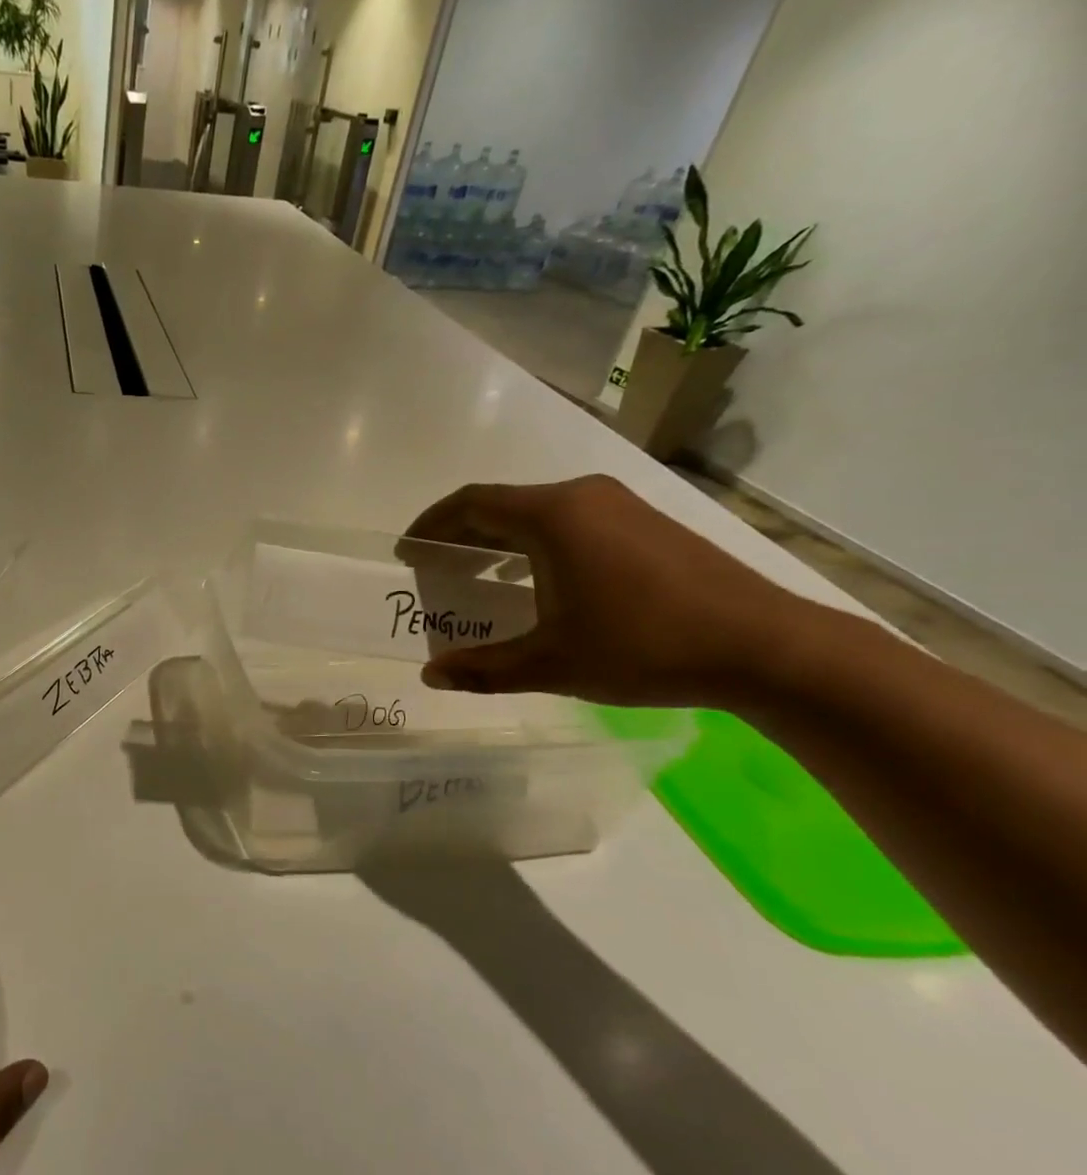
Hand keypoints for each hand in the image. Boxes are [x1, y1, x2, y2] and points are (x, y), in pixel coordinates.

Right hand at [402, 475, 810, 707]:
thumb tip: (431, 677)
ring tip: (478, 578)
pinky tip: (537, 584)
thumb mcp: (551, 663)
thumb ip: (483, 668)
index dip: (431, 526)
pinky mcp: (647, 524)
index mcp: (553, 515)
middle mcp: (584, 497)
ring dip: (500, 541)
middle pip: (503, 505)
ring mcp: (622, 506)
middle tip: (435, 571)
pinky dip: (537, 545)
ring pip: (539, 514)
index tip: (408, 553)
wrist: (766, 647)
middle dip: (461, 536)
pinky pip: (572, 523)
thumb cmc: (643, 646)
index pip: (471, 503)